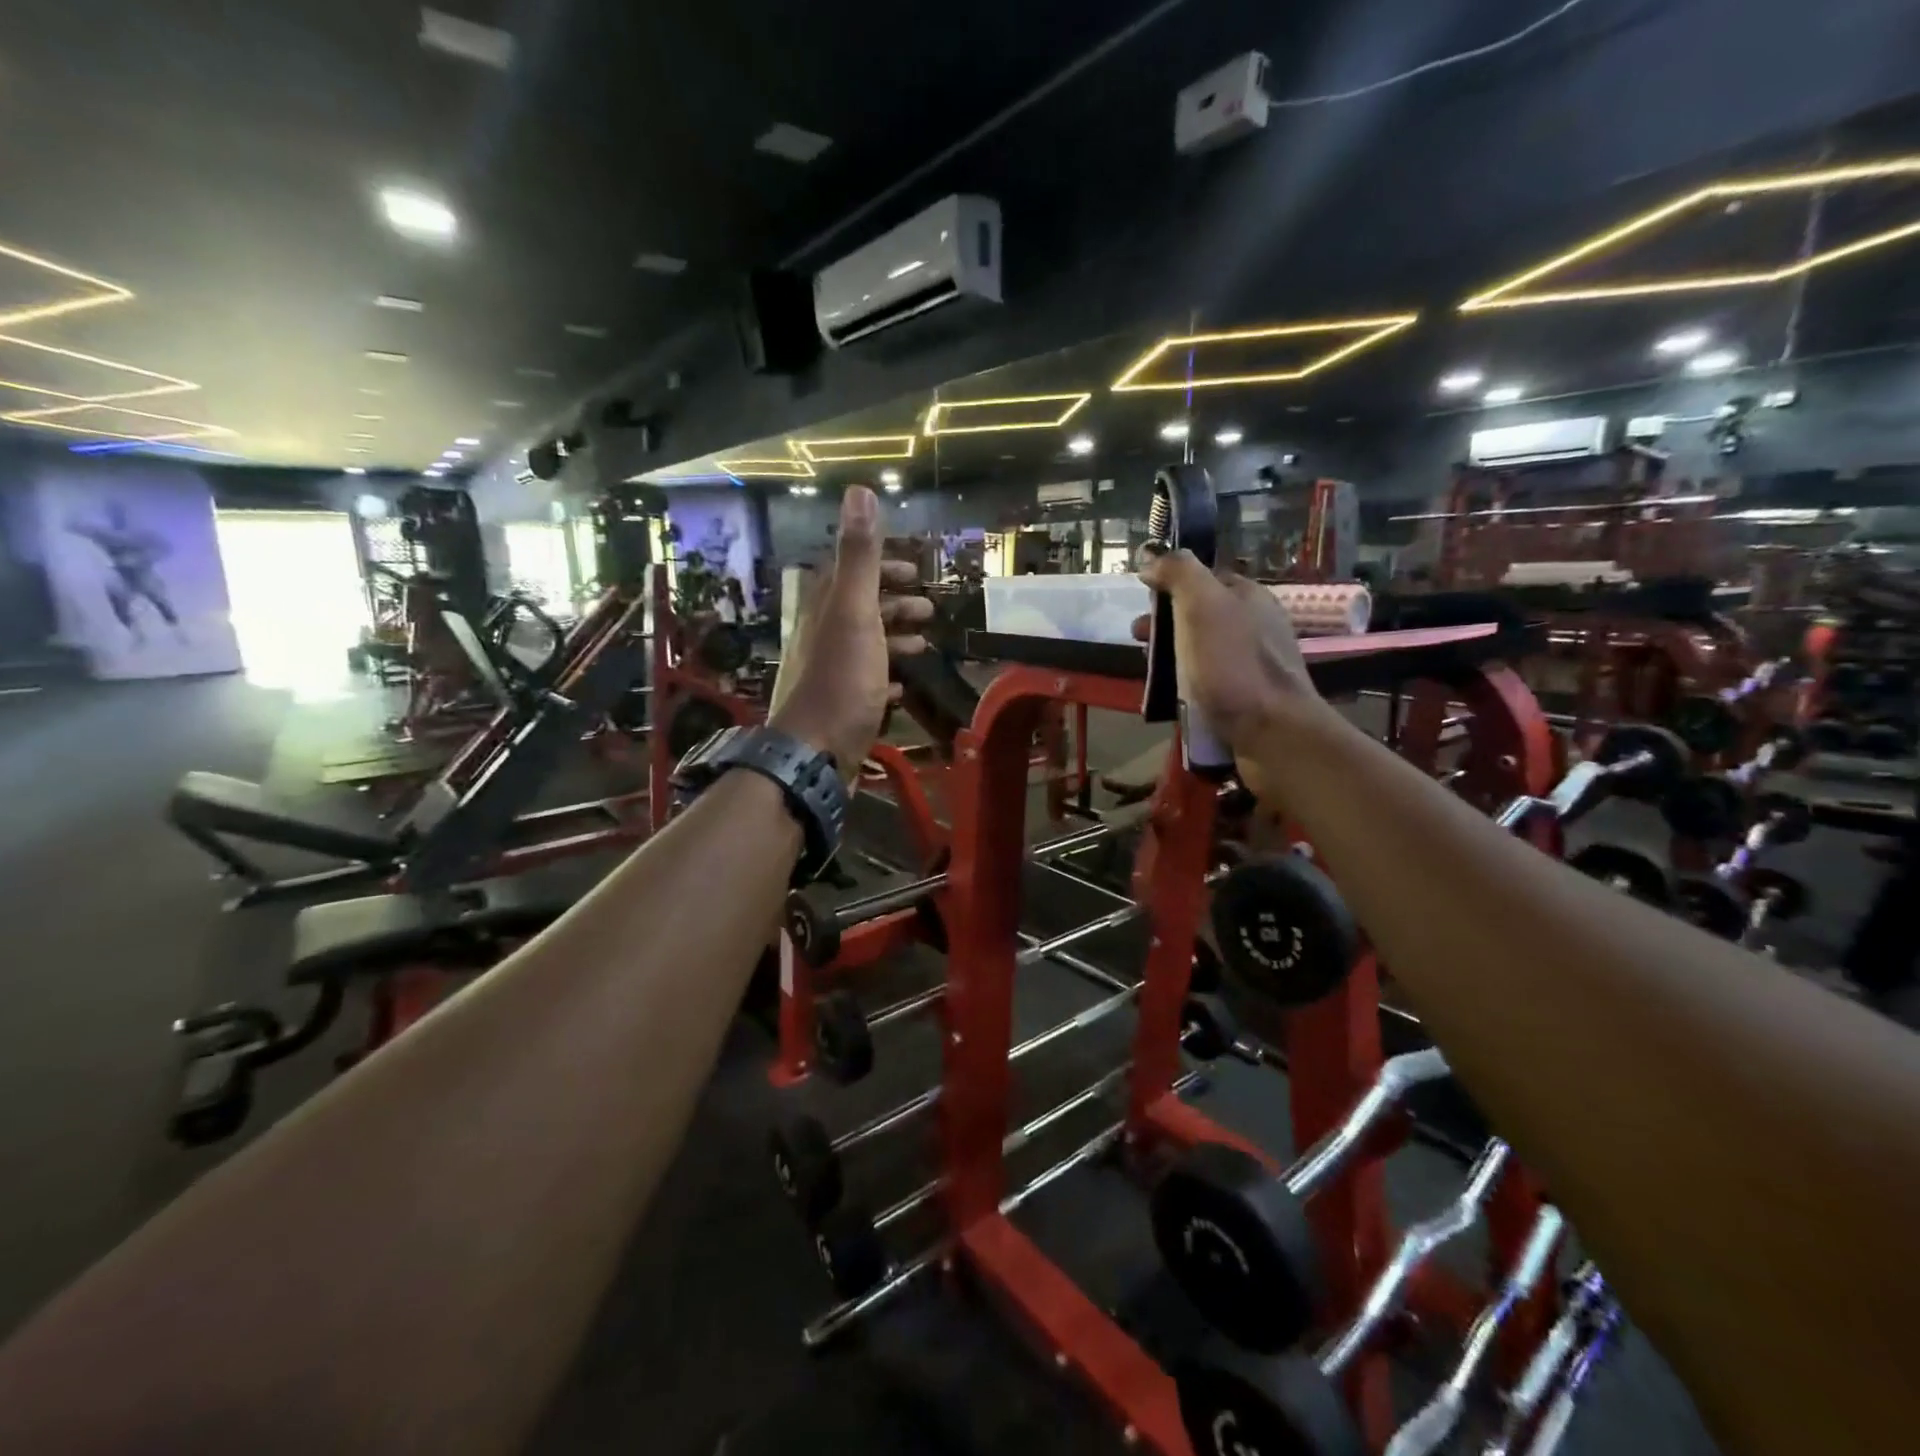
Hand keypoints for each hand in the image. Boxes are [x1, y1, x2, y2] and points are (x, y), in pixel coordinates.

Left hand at [770, 487, 932, 774]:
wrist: (815, 755)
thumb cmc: (841, 681)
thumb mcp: (854, 613)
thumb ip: (860, 558)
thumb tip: (859, 491)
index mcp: (826, 611)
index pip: (849, 574)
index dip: (880, 566)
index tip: (913, 569)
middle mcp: (823, 639)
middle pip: (859, 611)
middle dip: (894, 604)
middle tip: (929, 609)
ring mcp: (832, 676)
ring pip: (865, 647)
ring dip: (894, 640)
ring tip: (925, 645)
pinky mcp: (841, 708)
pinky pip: (866, 684)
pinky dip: (887, 677)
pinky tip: (903, 687)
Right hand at [1133, 548, 1326, 776]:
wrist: (1272, 733)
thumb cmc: (1233, 665)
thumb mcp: (1201, 606)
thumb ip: (1179, 573)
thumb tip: (1152, 557)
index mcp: (1249, 597)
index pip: (1204, 579)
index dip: (1170, 586)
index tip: (1142, 603)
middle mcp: (1256, 626)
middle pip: (1200, 617)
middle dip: (1165, 627)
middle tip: (1139, 643)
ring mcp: (1254, 665)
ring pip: (1202, 653)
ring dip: (1172, 660)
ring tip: (1150, 677)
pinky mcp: (1250, 700)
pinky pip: (1210, 685)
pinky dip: (1187, 688)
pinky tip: (1173, 701)